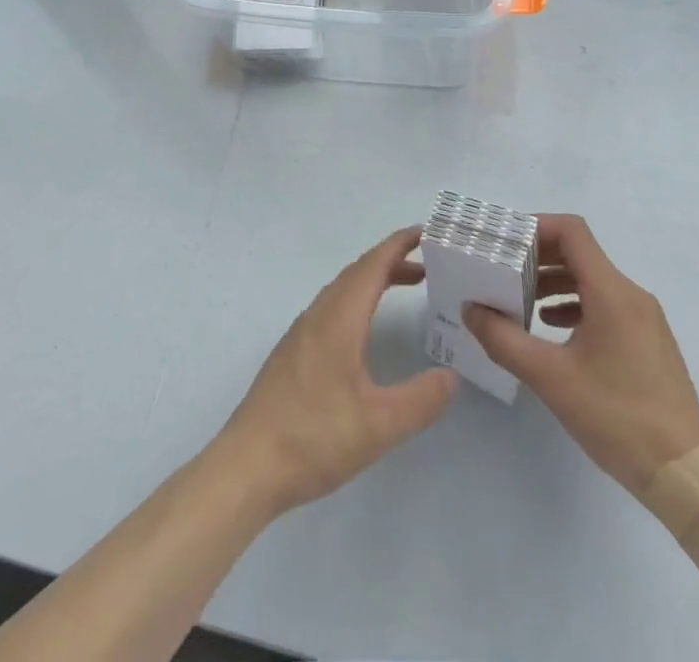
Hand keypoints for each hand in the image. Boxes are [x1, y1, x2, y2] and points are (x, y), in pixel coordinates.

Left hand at [213, 226, 458, 517]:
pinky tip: (364, 329)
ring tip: (405, 286)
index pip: (372, 267)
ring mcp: (301, 334)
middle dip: (392, 261)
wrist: (247, 465)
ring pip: (342, 290)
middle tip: (427, 263)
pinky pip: (331, 308)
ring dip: (374, 280)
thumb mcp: (378, 426)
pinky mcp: (292, 354)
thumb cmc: (314, 438)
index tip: (424, 232)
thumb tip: (450, 377)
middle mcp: (318, 316)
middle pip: (357, 273)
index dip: (398, 245)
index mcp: (338, 319)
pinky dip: (358, 300)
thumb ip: (420, 400)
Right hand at [464, 213, 698, 493]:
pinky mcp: (649, 341)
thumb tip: (470, 310)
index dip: (536, 226)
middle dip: (539, 256)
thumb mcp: (550, 377)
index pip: (572, 231)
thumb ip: (503, 339)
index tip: (505, 241)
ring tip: (522, 300)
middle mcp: (632, 295)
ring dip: (555, 282)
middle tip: (504, 270)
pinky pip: (606, 304)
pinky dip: (575, 304)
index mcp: (612, 292)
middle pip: (580, 253)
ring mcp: (645, 319)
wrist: (685, 476)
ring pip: (593, 280)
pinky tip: (553, 328)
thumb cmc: (616, 417)